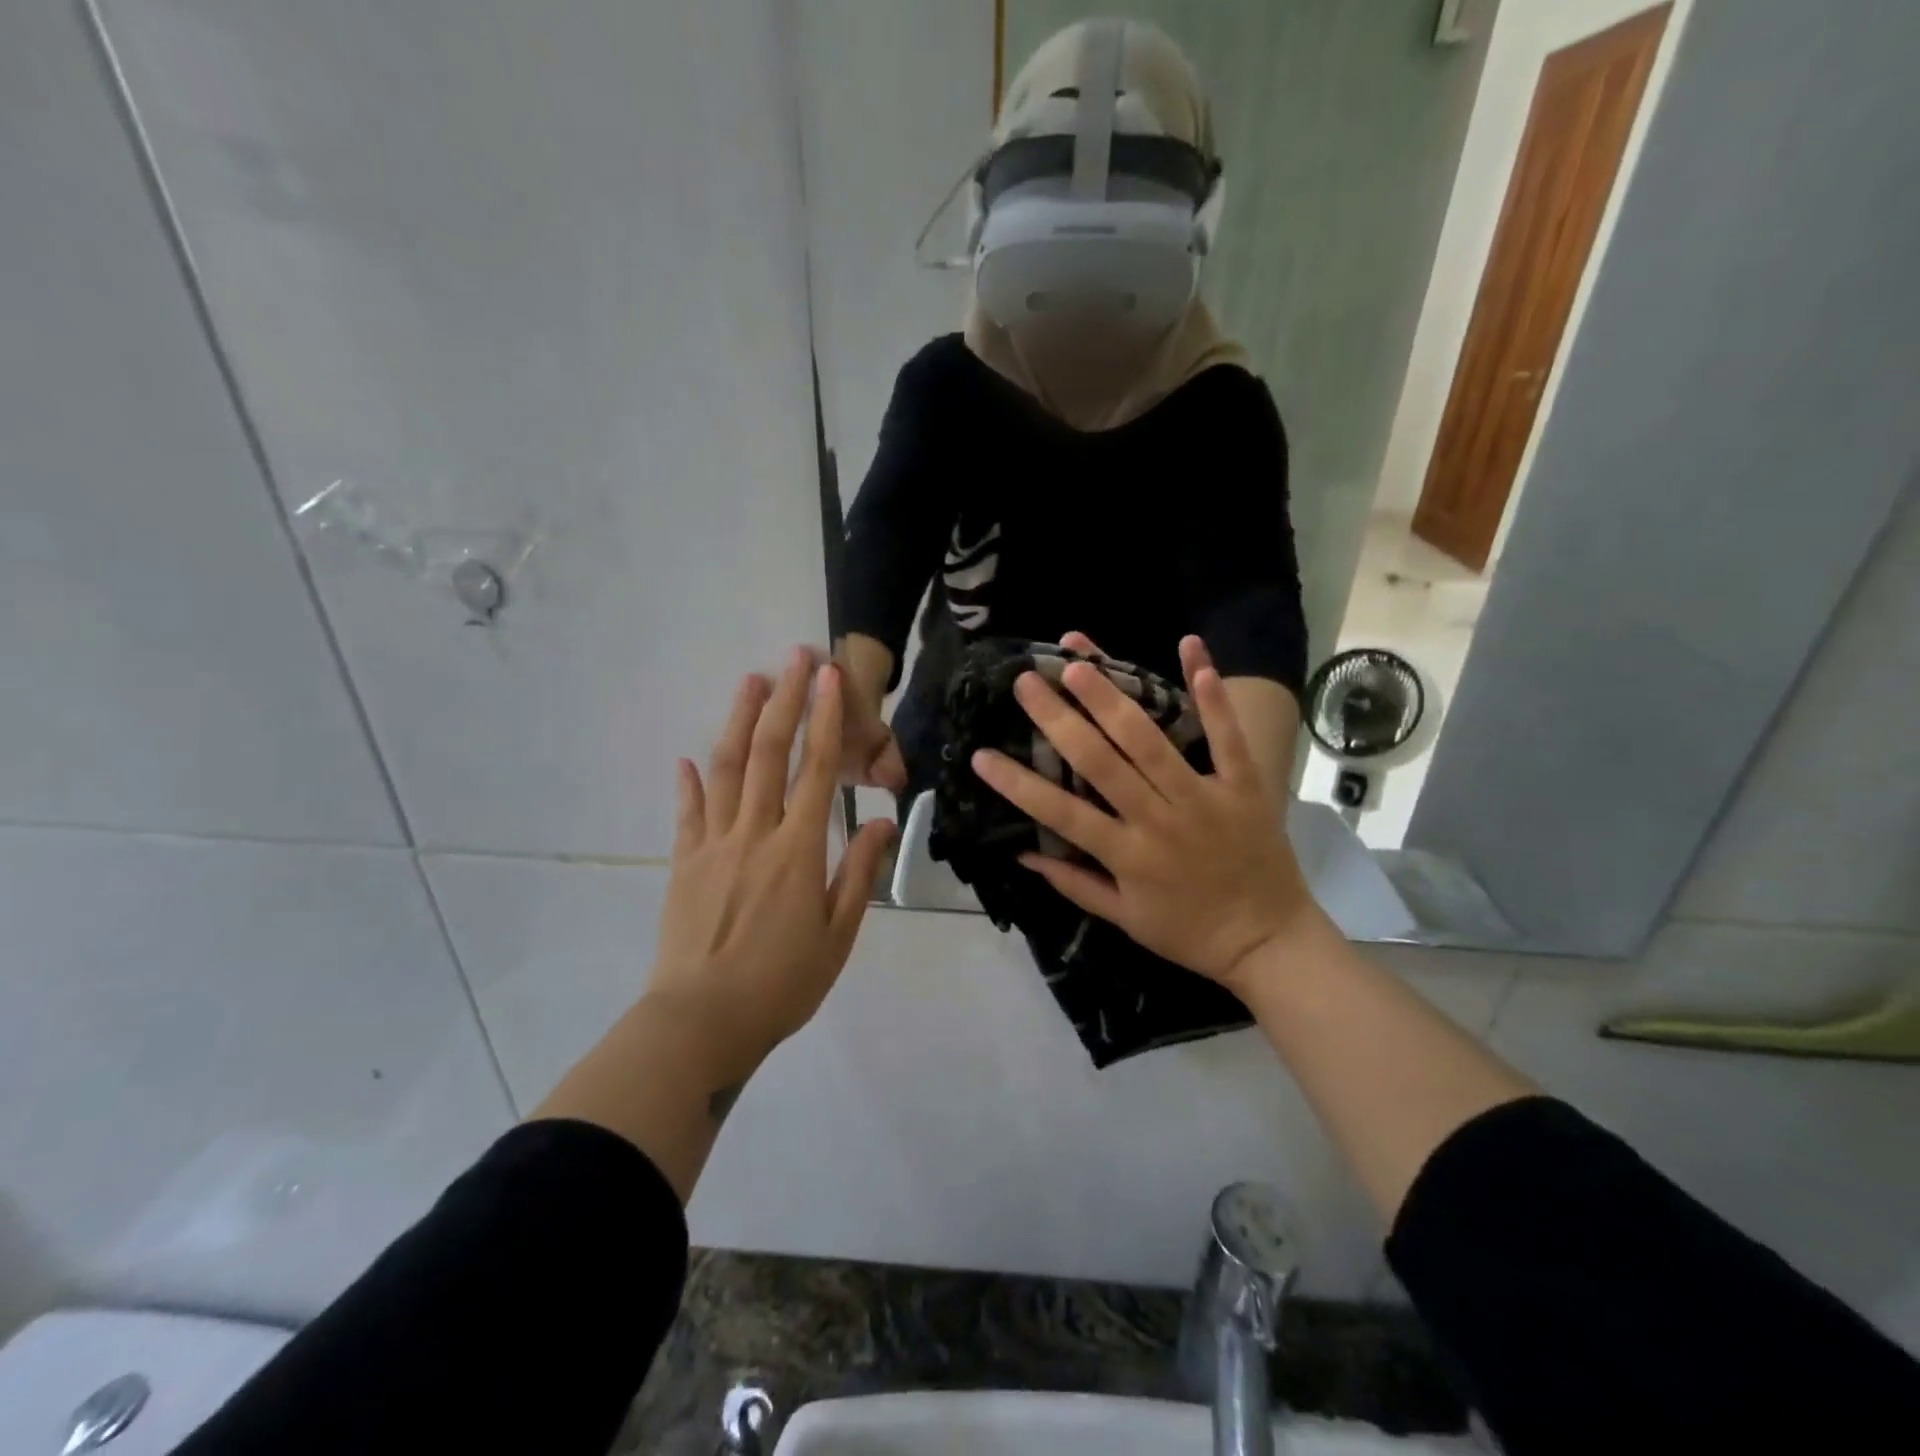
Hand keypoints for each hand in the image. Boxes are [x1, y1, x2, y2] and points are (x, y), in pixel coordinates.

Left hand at [647, 648, 895, 1081]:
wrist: (701, 1022)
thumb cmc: (781, 983)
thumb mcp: (838, 935)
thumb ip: (857, 873)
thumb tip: (876, 821)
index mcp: (797, 849)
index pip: (816, 769)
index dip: (824, 718)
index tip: (829, 678)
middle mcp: (754, 833)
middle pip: (769, 752)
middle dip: (783, 699)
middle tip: (795, 657)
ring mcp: (712, 844)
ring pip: (726, 769)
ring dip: (738, 720)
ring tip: (749, 681)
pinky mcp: (683, 864)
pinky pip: (687, 814)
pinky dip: (689, 783)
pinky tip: (687, 760)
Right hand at [969, 635, 1318, 995]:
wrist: (1269, 942)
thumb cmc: (1188, 932)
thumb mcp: (1123, 919)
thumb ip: (1073, 883)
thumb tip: (1022, 852)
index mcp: (1127, 856)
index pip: (1060, 813)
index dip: (1017, 784)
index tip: (981, 755)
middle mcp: (1159, 820)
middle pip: (1101, 763)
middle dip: (1059, 720)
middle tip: (1028, 681)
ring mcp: (1203, 798)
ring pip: (1151, 742)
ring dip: (1113, 699)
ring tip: (1079, 663)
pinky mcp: (1243, 785)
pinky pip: (1226, 735)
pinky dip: (1210, 694)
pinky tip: (1191, 648)